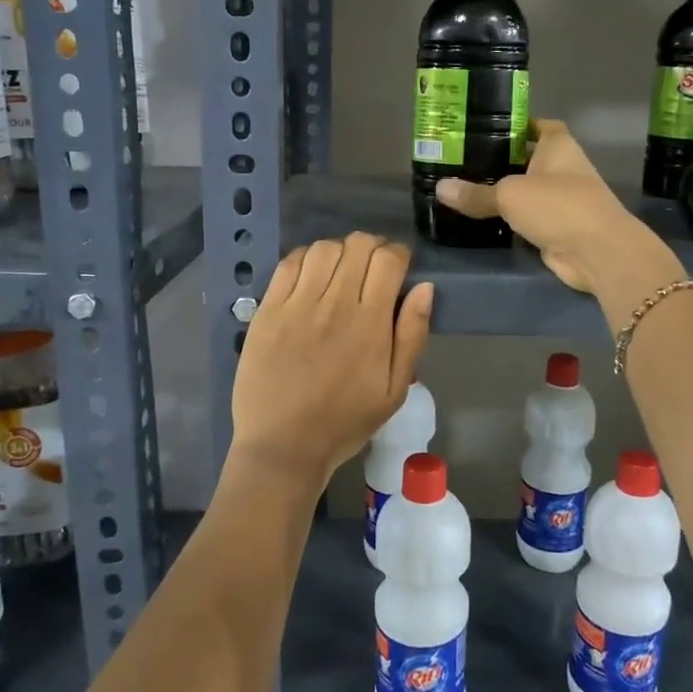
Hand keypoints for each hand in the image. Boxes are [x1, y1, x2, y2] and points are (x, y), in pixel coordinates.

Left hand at [231, 232, 433, 488]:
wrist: (284, 446)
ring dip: (339, 251)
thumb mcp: (394, 390)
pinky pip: (288, 264)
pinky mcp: (268, 310)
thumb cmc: (345, 422)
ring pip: (323, 248)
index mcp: (370, 323)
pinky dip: (306, 258)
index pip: (388, 260)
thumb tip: (424, 287)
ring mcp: (296, 304)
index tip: (398, 268)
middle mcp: (334, 304)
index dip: (398, 254)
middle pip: (357, 245)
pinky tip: (311, 276)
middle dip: (372, 248)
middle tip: (372, 268)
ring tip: (341, 271)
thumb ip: (412, 335)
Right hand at [437, 119, 677, 293]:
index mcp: (557, 145)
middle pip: (525, 158)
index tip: (482, 128)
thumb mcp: (510, 195)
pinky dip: (507, 219)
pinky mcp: (555, 227)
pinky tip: (479, 217)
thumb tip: (440, 188)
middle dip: (497, 160)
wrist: (597, 252)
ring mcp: (560, 199)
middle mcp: (561, 168)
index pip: (535, 125)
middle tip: (459, 160)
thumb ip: (476, 193)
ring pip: (524, 190)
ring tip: (461, 188)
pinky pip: (525, 218)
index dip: (513, 124)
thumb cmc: (558, 206)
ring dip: (501, 192)